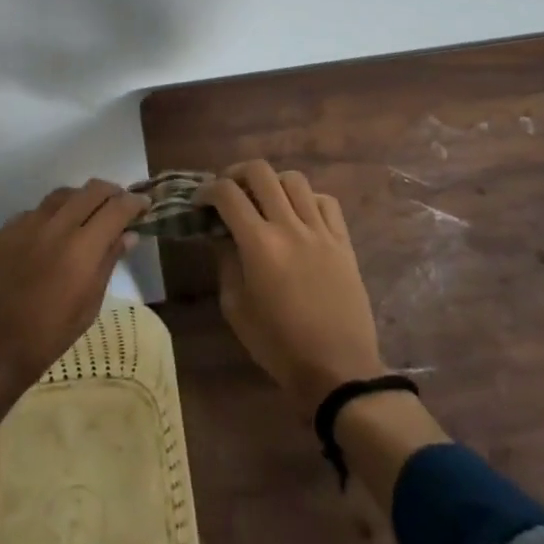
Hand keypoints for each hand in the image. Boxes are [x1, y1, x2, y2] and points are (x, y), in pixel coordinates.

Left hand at [0, 179, 147, 434]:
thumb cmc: (46, 339)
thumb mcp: (88, 307)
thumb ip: (107, 264)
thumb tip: (127, 235)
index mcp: (81, 249)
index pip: (116, 208)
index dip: (134, 203)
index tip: (144, 204)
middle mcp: (54, 227)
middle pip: (90, 190)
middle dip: (111, 193)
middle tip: (119, 206)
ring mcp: (24, 225)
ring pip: (61, 195)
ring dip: (80, 199)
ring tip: (86, 215)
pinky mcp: (2, 232)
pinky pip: (34, 212)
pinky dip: (50, 216)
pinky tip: (50, 236)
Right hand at [197, 160, 388, 414]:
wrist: (337, 371)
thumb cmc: (278, 346)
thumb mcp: (236, 308)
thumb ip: (226, 263)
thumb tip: (222, 236)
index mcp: (259, 244)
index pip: (227, 193)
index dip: (207, 190)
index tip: (200, 202)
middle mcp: (289, 226)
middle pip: (260, 172)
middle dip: (236, 173)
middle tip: (229, 191)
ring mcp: (320, 231)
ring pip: (294, 180)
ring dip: (273, 183)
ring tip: (265, 200)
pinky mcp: (343, 242)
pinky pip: (326, 201)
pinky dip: (307, 199)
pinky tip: (299, 215)